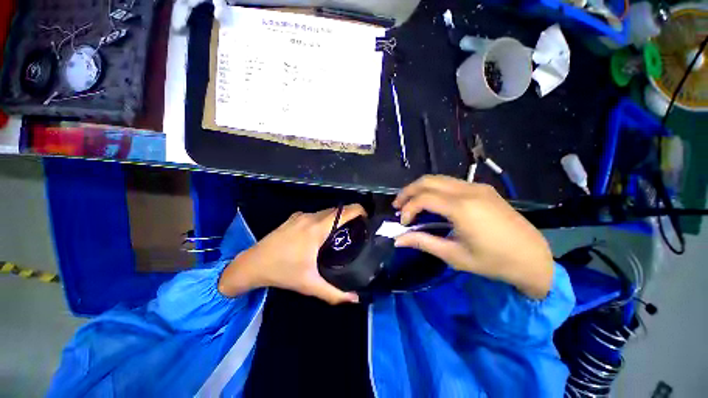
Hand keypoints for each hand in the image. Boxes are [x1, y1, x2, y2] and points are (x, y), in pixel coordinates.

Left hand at [218, 204, 365, 303]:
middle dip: (350, 216)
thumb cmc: (282, 272)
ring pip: (326, 211)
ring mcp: (301, 215)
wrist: (251, 264)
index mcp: (317, 228)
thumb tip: (355, 299)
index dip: (360, 211)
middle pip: (338, 209)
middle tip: (358, 230)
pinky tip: (322, 234)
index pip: (345, 211)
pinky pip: (316, 214)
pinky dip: (325, 219)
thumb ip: (334, 293)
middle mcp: (311, 217)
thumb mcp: (309, 284)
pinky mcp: (294, 217)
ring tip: (343, 232)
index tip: (367, 220)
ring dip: (337, 218)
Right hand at [392, 176, 553, 298]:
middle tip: (397, 205)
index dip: (407, 208)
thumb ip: (423, 242)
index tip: (403, 223)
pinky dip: (434, 188)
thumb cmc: (493, 261)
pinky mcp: (482, 188)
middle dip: (408, 191)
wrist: (533, 257)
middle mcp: (468, 191)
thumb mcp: (454, 255)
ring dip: (420, 188)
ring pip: (438, 178)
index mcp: (462, 208)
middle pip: (427, 181)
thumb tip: (398, 239)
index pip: (423, 198)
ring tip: (410, 202)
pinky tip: (431, 201)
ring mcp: (476, 187)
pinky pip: (450, 182)